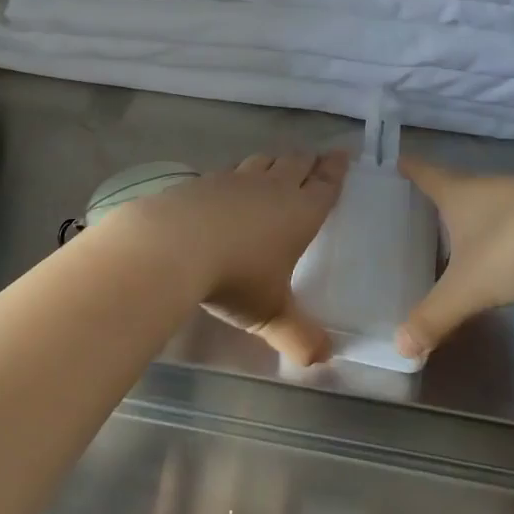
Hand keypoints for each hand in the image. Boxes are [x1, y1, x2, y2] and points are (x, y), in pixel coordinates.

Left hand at [122, 151, 348, 364]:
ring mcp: (233, 181)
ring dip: (273, 162)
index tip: (342, 154)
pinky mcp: (200, 182)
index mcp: (298, 212)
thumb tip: (323, 359)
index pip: (324, 184)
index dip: (335, 170)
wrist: (171, 246)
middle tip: (316, 157)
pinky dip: (236, 175)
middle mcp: (269, 188)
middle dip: (308, 161)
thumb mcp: (271, 313)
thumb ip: (299, 337)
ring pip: (261, 162)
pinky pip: (227, 172)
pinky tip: (228, 185)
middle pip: (294, 164)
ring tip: (276, 165)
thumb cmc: (235, 277)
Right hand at [396, 157, 513, 359]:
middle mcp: (495, 186)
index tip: (398, 160)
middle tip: (425, 211)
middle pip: (462, 186)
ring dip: (484, 215)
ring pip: (499, 202)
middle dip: (445, 198)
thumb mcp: (470, 288)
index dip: (410, 168)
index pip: (427, 174)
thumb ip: (435, 317)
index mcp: (463, 194)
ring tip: (471, 236)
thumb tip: (400, 348)